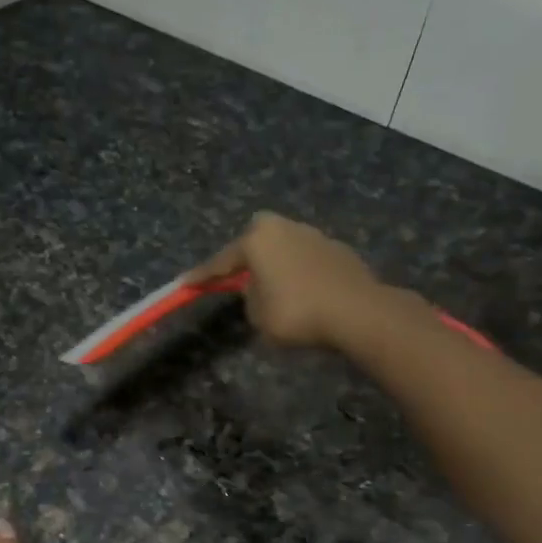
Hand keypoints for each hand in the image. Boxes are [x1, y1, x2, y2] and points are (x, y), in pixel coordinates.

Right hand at [185, 211, 385, 350]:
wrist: (357, 312)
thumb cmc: (296, 313)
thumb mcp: (258, 314)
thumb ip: (250, 296)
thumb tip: (258, 287)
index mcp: (258, 239)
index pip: (221, 261)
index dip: (202, 275)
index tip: (184, 283)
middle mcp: (285, 228)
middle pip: (256, 239)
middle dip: (246, 255)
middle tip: (238, 277)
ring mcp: (315, 235)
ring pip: (284, 247)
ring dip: (276, 263)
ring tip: (274, 288)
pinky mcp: (338, 250)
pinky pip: (307, 260)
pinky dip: (299, 273)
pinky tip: (303, 292)